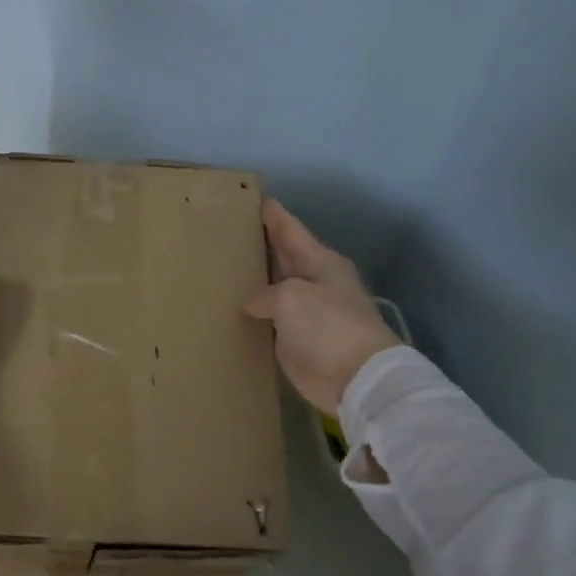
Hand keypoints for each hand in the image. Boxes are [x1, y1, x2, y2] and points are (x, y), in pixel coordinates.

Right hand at [243, 199, 400, 412]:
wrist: (356, 378)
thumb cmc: (328, 325)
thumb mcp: (292, 297)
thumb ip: (265, 294)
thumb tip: (253, 305)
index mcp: (319, 262)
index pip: (289, 229)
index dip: (271, 214)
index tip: (251, 198)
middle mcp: (311, 282)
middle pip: (280, 257)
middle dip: (258, 245)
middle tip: (225, 231)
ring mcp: (303, 313)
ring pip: (270, 290)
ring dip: (251, 281)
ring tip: (219, 268)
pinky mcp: (294, 341)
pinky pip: (267, 321)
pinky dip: (250, 315)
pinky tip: (228, 308)